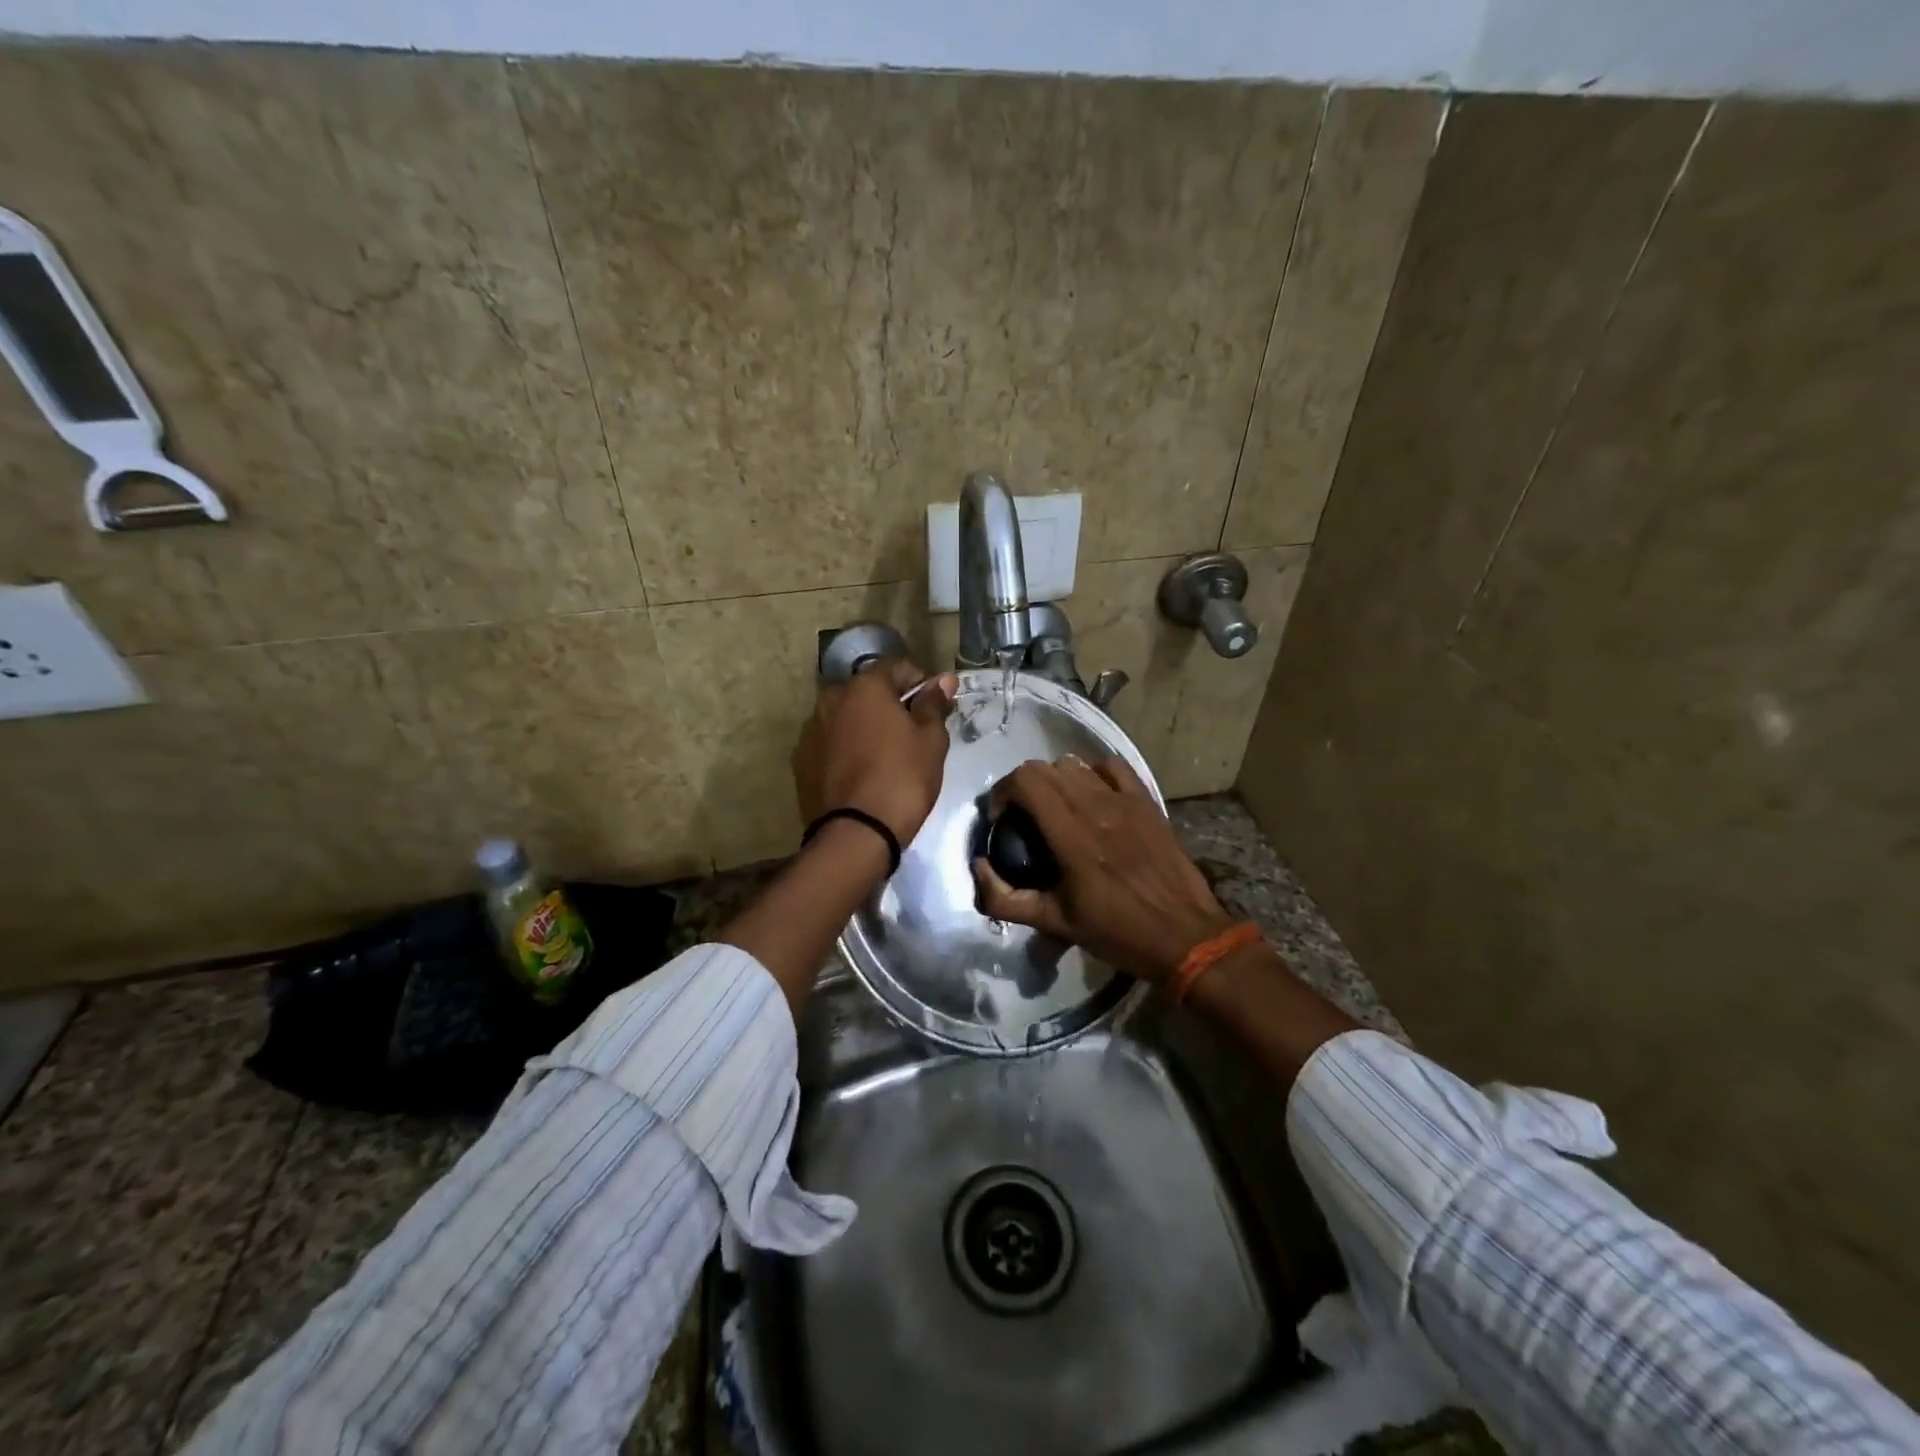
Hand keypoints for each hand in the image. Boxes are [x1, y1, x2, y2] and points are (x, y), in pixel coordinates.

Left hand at [793, 659, 958, 845]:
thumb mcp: (931, 741)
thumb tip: (942, 680)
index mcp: (864, 686)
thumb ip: (934, 705)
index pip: (897, 667)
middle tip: (911, 734)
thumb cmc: (902, 779)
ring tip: (884, 757)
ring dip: (864, 726)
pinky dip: (845, 750)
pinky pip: (830, 744)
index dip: (920, 683)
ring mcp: (810, 730)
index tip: (933, 708)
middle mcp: (831, 699)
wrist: (856, 834)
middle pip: (867, 691)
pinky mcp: (800, 761)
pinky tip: (860, 774)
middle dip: (889, 705)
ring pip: (846, 717)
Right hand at [972, 755, 1236, 984]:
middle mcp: (1096, 808)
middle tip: (1022, 817)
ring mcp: (1125, 801)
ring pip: (1075, 764)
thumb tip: (979, 867)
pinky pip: (1112, 767)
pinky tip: (1092, 795)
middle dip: (1022, 787)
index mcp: (1071, 837)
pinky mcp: (1147, 802)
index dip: (1003, 793)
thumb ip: (1007, 898)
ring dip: (1055, 779)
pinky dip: (1093, 773)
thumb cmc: (1118, 933)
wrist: (1185, 936)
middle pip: (1044, 768)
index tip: (1002, 820)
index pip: (1025, 782)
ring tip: (1055, 808)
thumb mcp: (1056, 924)